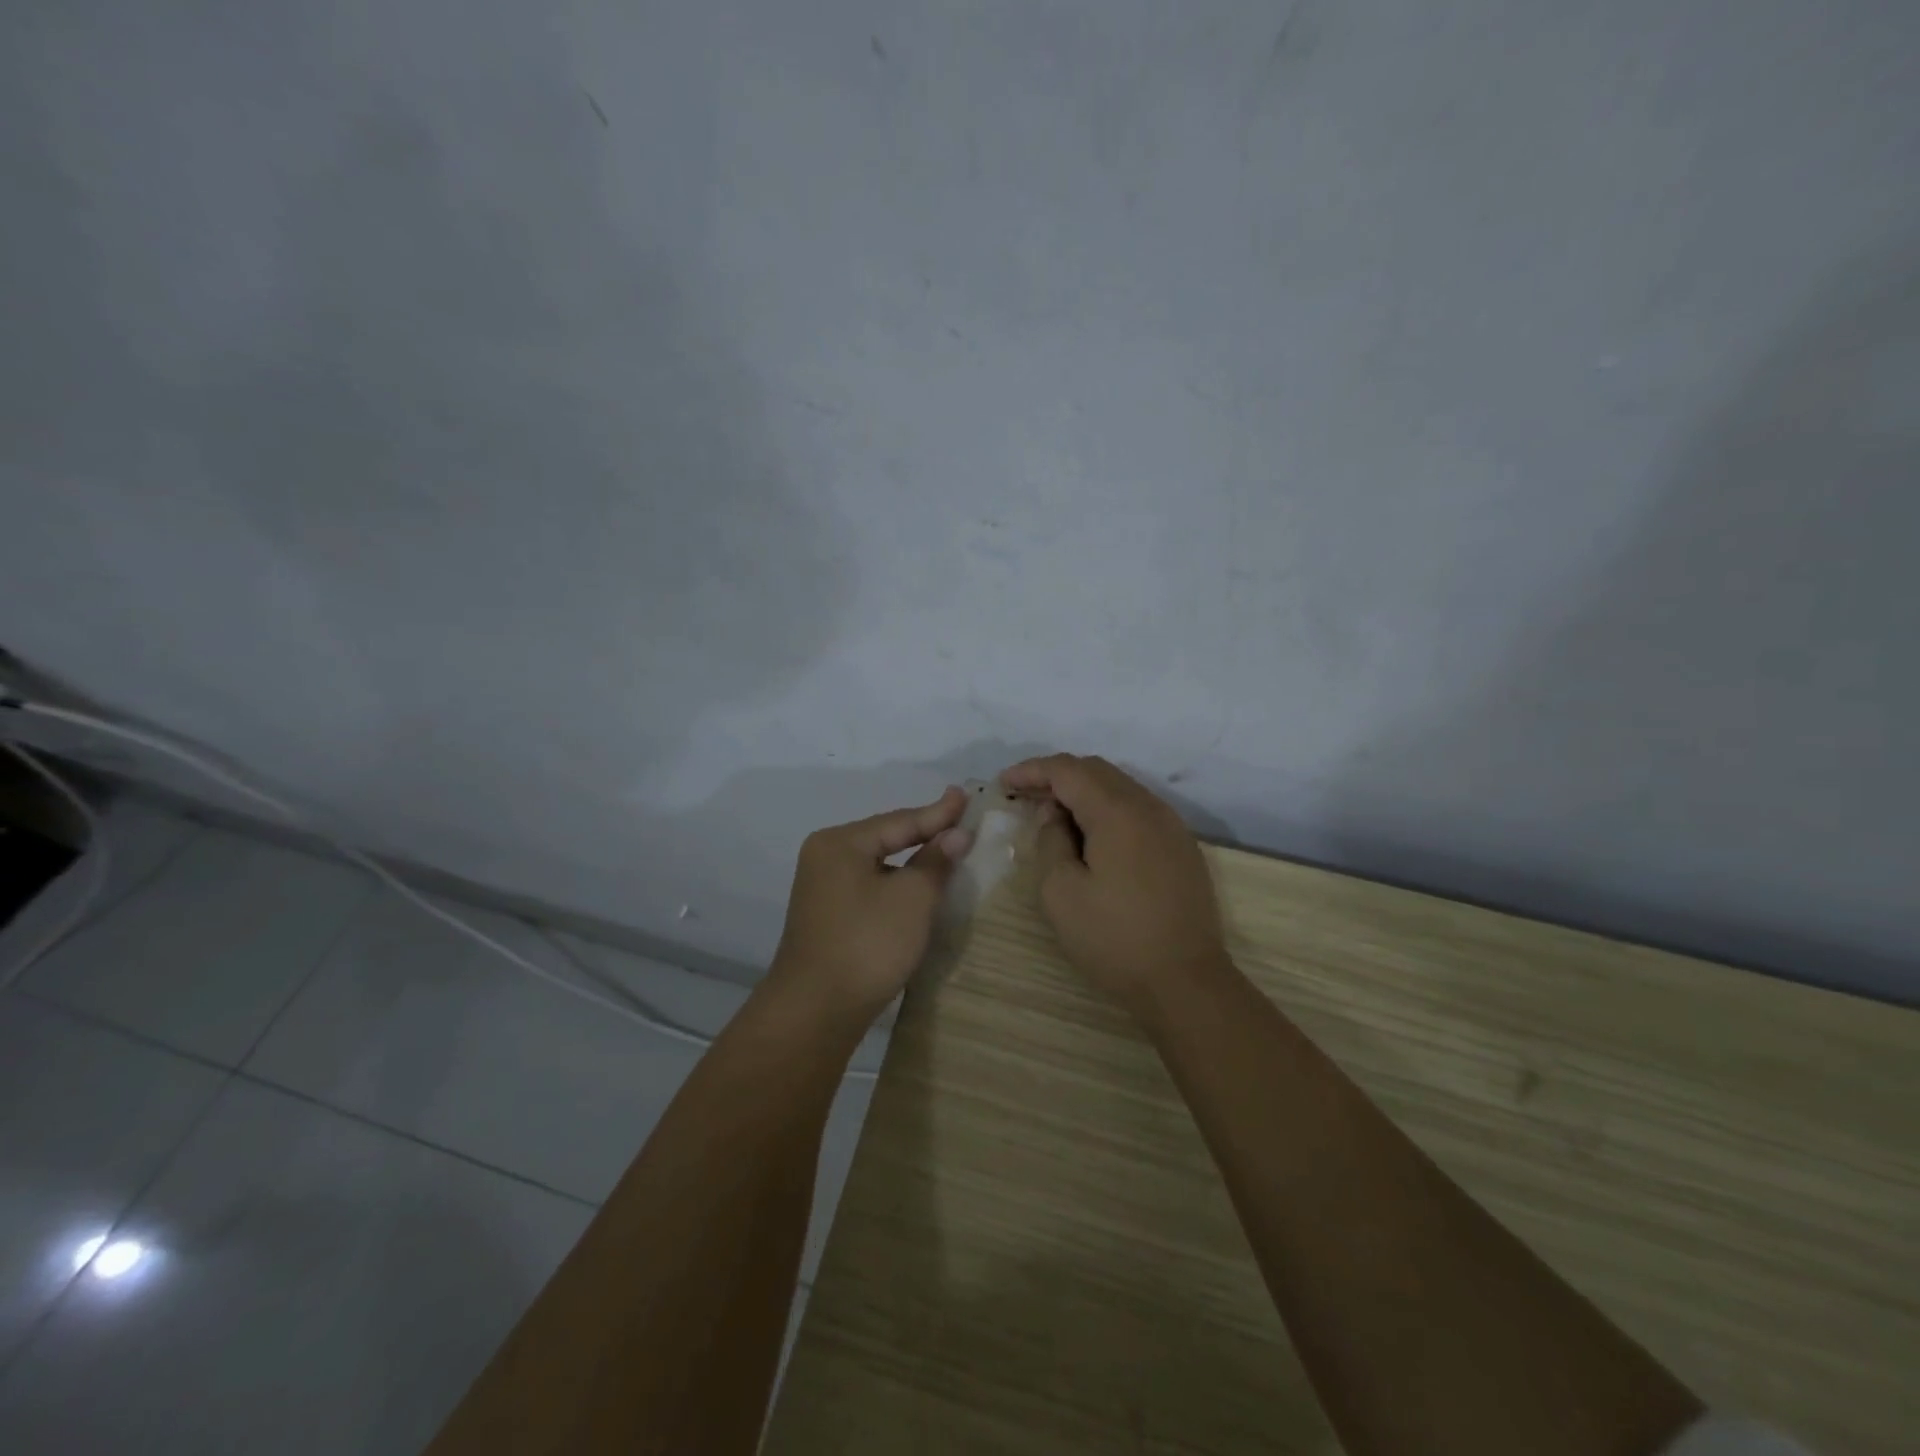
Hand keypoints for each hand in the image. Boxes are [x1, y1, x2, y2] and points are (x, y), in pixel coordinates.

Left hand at [769, 787, 974, 1023]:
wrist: (816, 1011)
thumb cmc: (867, 944)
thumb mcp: (912, 898)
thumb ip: (935, 861)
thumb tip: (956, 834)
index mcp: (841, 843)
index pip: (900, 821)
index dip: (938, 812)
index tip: (966, 796)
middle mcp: (826, 857)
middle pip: (886, 837)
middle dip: (925, 832)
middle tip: (960, 818)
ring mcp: (824, 887)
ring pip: (878, 863)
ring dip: (913, 860)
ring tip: (947, 848)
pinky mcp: (829, 915)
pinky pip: (871, 885)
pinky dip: (898, 882)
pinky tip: (920, 885)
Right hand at [1001, 754, 1228, 1016]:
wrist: (1185, 981)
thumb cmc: (1114, 938)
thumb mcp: (1061, 892)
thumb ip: (1050, 841)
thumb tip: (1055, 815)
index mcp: (1117, 812)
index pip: (1068, 770)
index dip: (1032, 770)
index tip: (1004, 782)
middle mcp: (1148, 806)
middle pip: (1096, 771)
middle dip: (1056, 777)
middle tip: (1025, 796)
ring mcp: (1171, 825)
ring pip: (1120, 788)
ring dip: (1083, 792)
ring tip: (1053, 814)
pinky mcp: (1181, 846)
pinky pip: (1138, 809)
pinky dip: (1107, 809)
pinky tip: (1092, 835)